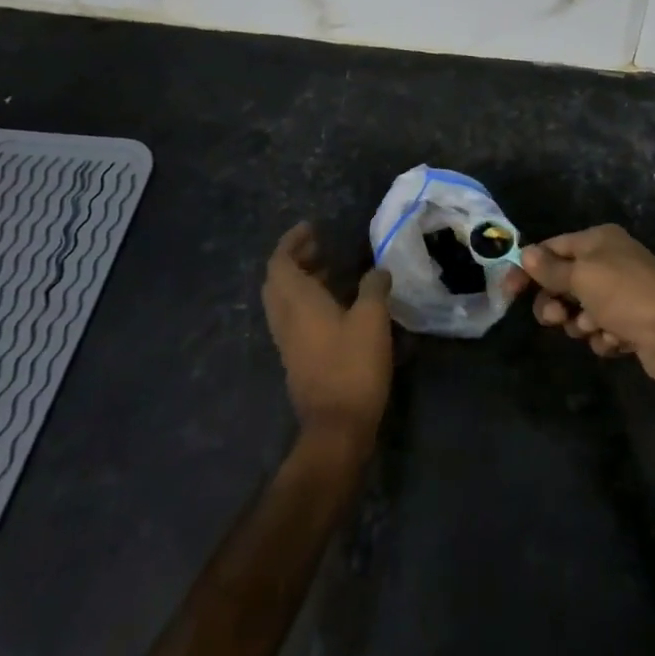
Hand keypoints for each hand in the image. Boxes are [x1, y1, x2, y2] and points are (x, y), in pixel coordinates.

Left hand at [262, 223, 394, 445]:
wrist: (337, 427)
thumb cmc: (353, 366)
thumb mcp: (372, 319)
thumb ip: (374, 287)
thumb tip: (377, 270)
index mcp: (298, 302)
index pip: (280, 262)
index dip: (292, 241)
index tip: (311, 228)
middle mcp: (286, 318)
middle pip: (277, 280)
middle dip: (294, 259)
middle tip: (320, 246)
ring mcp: (288, 342)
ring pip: (283, 301)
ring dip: (300, 280)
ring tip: (330, 270)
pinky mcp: (297, 359)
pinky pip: (293, 318)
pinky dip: (306, 301)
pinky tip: (335, 305)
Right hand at [513, 224, 654, 384]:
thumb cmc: (626, 294)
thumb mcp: (582, 277)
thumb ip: (551, 269)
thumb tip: (525, 252)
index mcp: (598, 240)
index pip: (553, 248)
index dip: (529, 267)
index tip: (509, 290)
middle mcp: (610, 261)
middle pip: (564, 281)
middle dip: (556, 302)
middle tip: (556, 318)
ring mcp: (622, 293)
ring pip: (580, 310)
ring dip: (581, 322)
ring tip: (595, 328)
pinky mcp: (631, 323)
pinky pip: (601, 330)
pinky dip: (604, 337)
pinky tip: (617, 340)